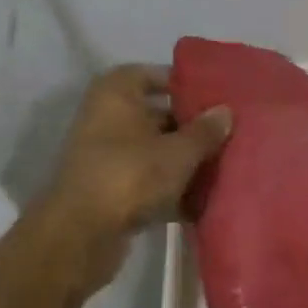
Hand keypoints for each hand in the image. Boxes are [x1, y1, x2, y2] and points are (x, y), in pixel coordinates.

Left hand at [36, 64, 230, 292]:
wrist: (82, 233)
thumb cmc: (131, 175)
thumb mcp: (178, 152)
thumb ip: (204, 131)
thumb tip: (225, 111)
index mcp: (115, 93)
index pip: (151, 75)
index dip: (181, 84)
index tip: (212, 97)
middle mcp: (104, 117)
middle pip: (153, 114)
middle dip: (187, 125)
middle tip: (224, 133)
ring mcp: (102, 154)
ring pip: (150, 149)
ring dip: (179, 158)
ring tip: (218, 164)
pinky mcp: (106, 187)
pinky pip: (144, 178)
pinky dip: (166, 185)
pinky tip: (197, 199)